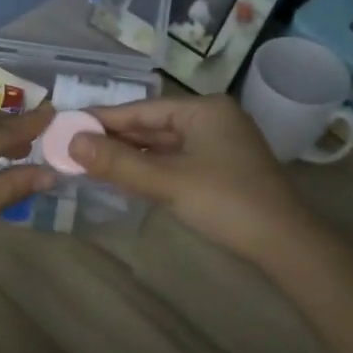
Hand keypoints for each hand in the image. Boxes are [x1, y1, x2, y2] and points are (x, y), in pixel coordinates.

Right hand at [68, 95, 315, 267]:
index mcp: (203, 109)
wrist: (285, 243)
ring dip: (131, 155)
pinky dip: (151, 167)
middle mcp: (212, 118)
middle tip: (71, 147)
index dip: (103, 119)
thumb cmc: (226, 203)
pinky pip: (176, 159)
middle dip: (114, 139)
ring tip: (89, 162)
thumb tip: (71, 142)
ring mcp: (219, 143)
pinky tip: (125, 175)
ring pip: (163, 144)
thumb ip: (119, 162)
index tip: (67, 124)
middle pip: (152, 125)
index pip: (142, 109)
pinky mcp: (221, 167)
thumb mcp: (168, 182)